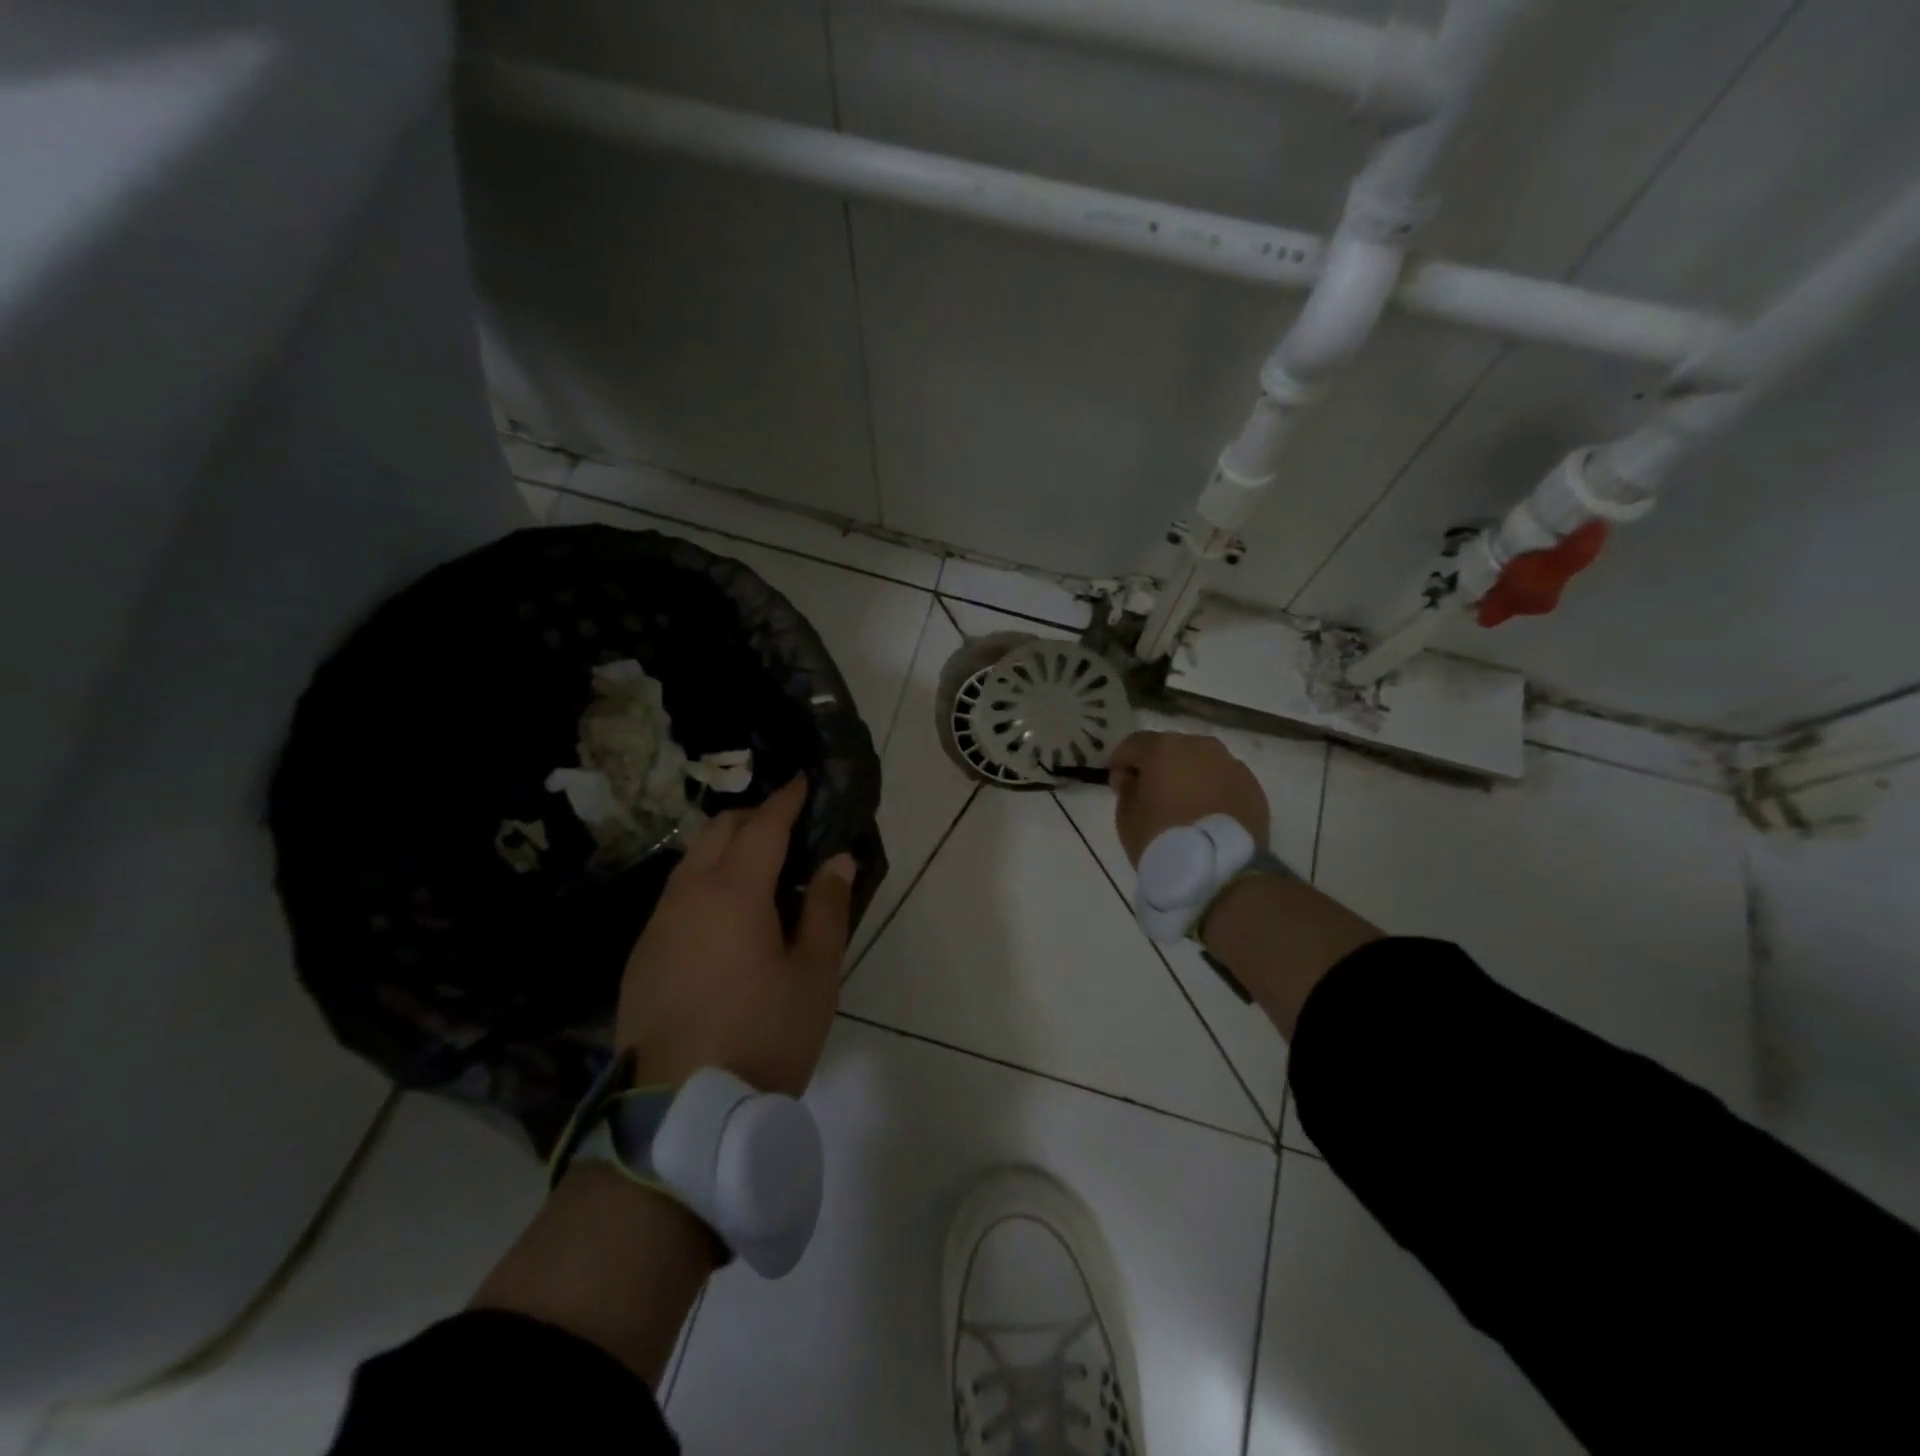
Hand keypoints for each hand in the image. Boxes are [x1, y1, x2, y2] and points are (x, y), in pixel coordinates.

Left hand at [614, 776, 854, 1094]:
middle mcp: (687, 895)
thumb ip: (827, 908)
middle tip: (788, 825)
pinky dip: (705, 881)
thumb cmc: (763, 1036)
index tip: (803, 780)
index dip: (786, 799)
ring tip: (760, 867)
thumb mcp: (815, 975)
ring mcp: (657, 925)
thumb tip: (836, 859)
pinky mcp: (642, 955)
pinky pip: (676, 896)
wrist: (679, 1115)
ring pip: (691, 861)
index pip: (763, 825)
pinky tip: (725, 915)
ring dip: (725, 848)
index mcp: (734, 892)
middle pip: (718, 831)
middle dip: (754, 816)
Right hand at [1107, 731, 1269, 865]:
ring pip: (1201, 763)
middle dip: (1158, 766)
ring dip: (1189, 776)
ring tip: (1183, 804)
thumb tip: (1132, 777)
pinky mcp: (1253, 787)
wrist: (1220, 869)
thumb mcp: (1126, 817)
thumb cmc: (1162, 838)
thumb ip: (1126, 789)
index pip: (1133, 744)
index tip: (1116, 781)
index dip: (1120, 760)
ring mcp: (1231, 765)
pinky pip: (1224, 781)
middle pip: (1171, 749)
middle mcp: (1200, 746)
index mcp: (1164, 748)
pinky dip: (1213, 791)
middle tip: (1150, 793)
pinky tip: (1207, 814)